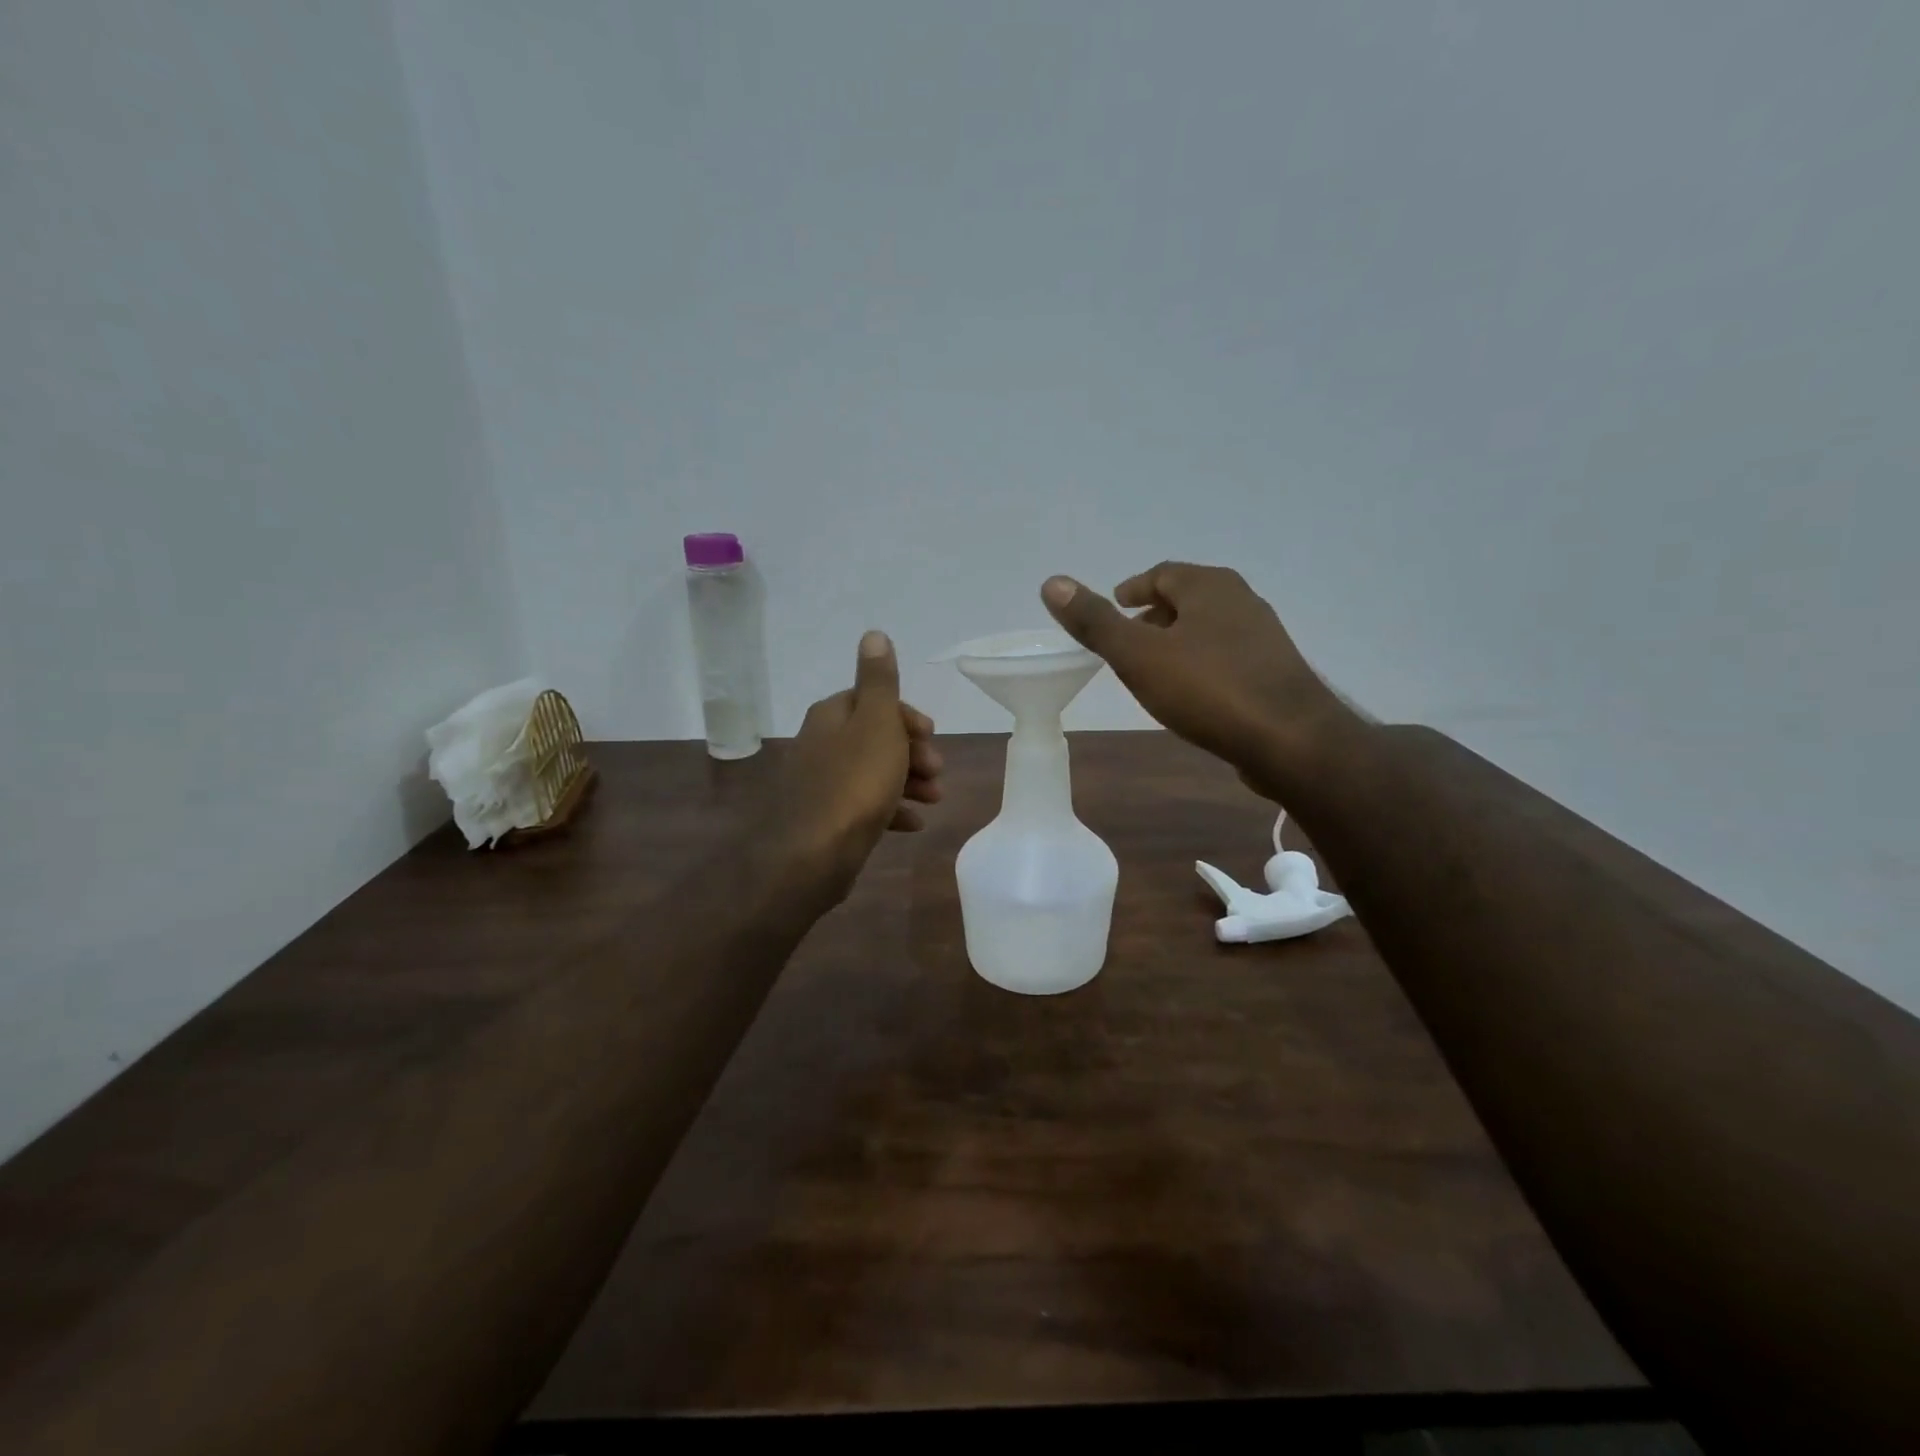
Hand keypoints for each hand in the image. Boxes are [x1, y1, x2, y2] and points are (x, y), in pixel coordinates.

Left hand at [773, 630, 941, 902]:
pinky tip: (913, 824)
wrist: (813, 854)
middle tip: (937, 770)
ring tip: (935, 798)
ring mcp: (821, 784)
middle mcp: (821, 744)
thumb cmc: (855, 782)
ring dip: (908, 781)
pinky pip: (864, 806)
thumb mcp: (876, 723)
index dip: (906, 715)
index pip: (871, 700)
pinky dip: (891, 809)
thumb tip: (873, 634)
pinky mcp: (826, 819)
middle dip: (911, 751)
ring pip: (872, 772)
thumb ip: (879, 680)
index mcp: (831, 716)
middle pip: (874, 737)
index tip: (931, 734)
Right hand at [1041, 563, 1351, 798]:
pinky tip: (1192, 694)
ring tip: (1153, 669)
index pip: (1163, 573)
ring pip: (1209, 628)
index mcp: (1209, 586)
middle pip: (1188, 598)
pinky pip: (1227, 657)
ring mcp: (1264, 637)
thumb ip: (1095, 622)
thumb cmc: (1208, 689)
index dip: (1134, 588)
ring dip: (1179, 641)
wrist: (1290, 740)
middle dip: (1155, 615)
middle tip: (1127, 640)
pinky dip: (1201, 664)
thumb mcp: (1137, 656)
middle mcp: (1242, 601)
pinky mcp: (1275, 673)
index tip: (1115, 606)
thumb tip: (1052, 582)